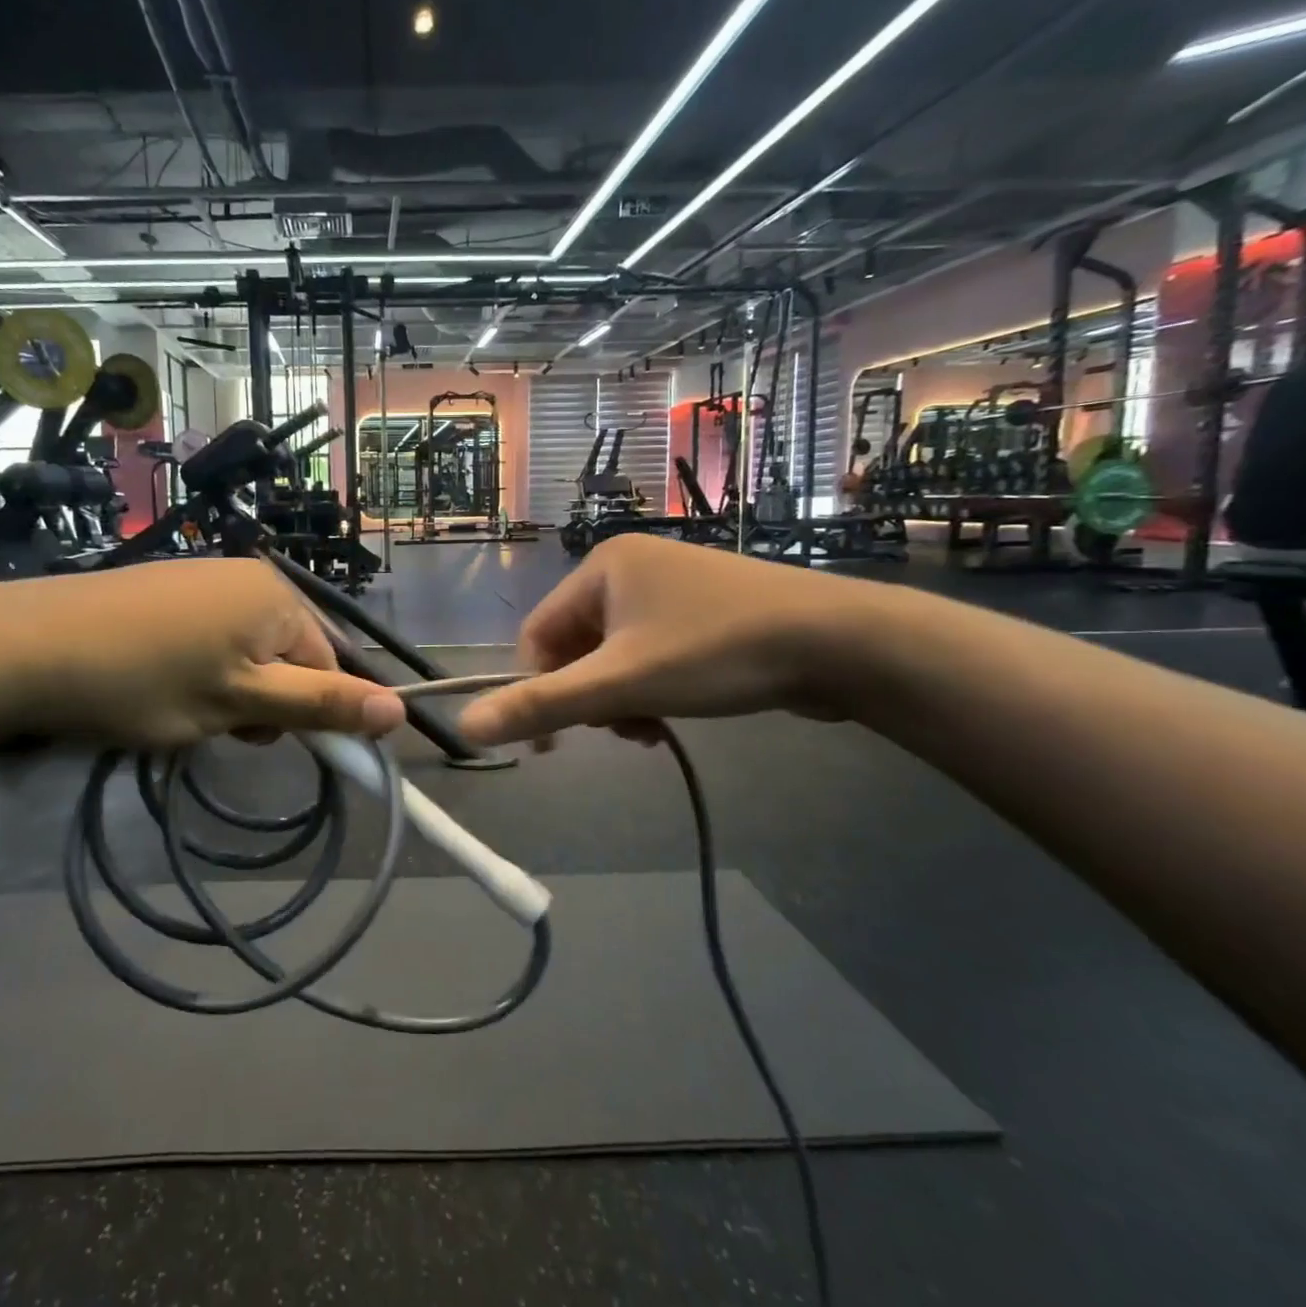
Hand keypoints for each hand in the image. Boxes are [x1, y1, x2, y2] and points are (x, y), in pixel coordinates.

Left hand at [0, 559, 407, 748]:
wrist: (30, 647)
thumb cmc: (147, 680)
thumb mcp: (242, 702)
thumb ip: (323, 705)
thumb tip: (401, 711)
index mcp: (278, 598)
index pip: (329, 664)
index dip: (309, 712)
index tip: (263, 742)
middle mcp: (250, 576)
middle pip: (290, 655)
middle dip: (267, 699)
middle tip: (218, 724)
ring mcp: (206, 578)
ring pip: (250, 651)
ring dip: (234, 688)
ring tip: (185, 708)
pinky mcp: (169, 588)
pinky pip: (214, 635)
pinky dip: (203, 667)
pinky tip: (162, 682)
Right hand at [459, 535, 884, 745]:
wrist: (841, 642)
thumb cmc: (717, 652)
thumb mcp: (621, 684)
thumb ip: (541, 706)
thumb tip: (464, 727)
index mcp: (601, 566)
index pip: (538, 634)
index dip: (538, 688)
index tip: (557, 740)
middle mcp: (631, 566)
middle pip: (577, 645)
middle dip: (590, 695)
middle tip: (621, 728)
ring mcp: (671, 586)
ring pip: (614, 654)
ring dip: (620, 697)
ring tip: (650, 727)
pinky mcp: (704, 610)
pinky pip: (650, 651)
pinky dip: (650, 686)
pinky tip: (672, 713)